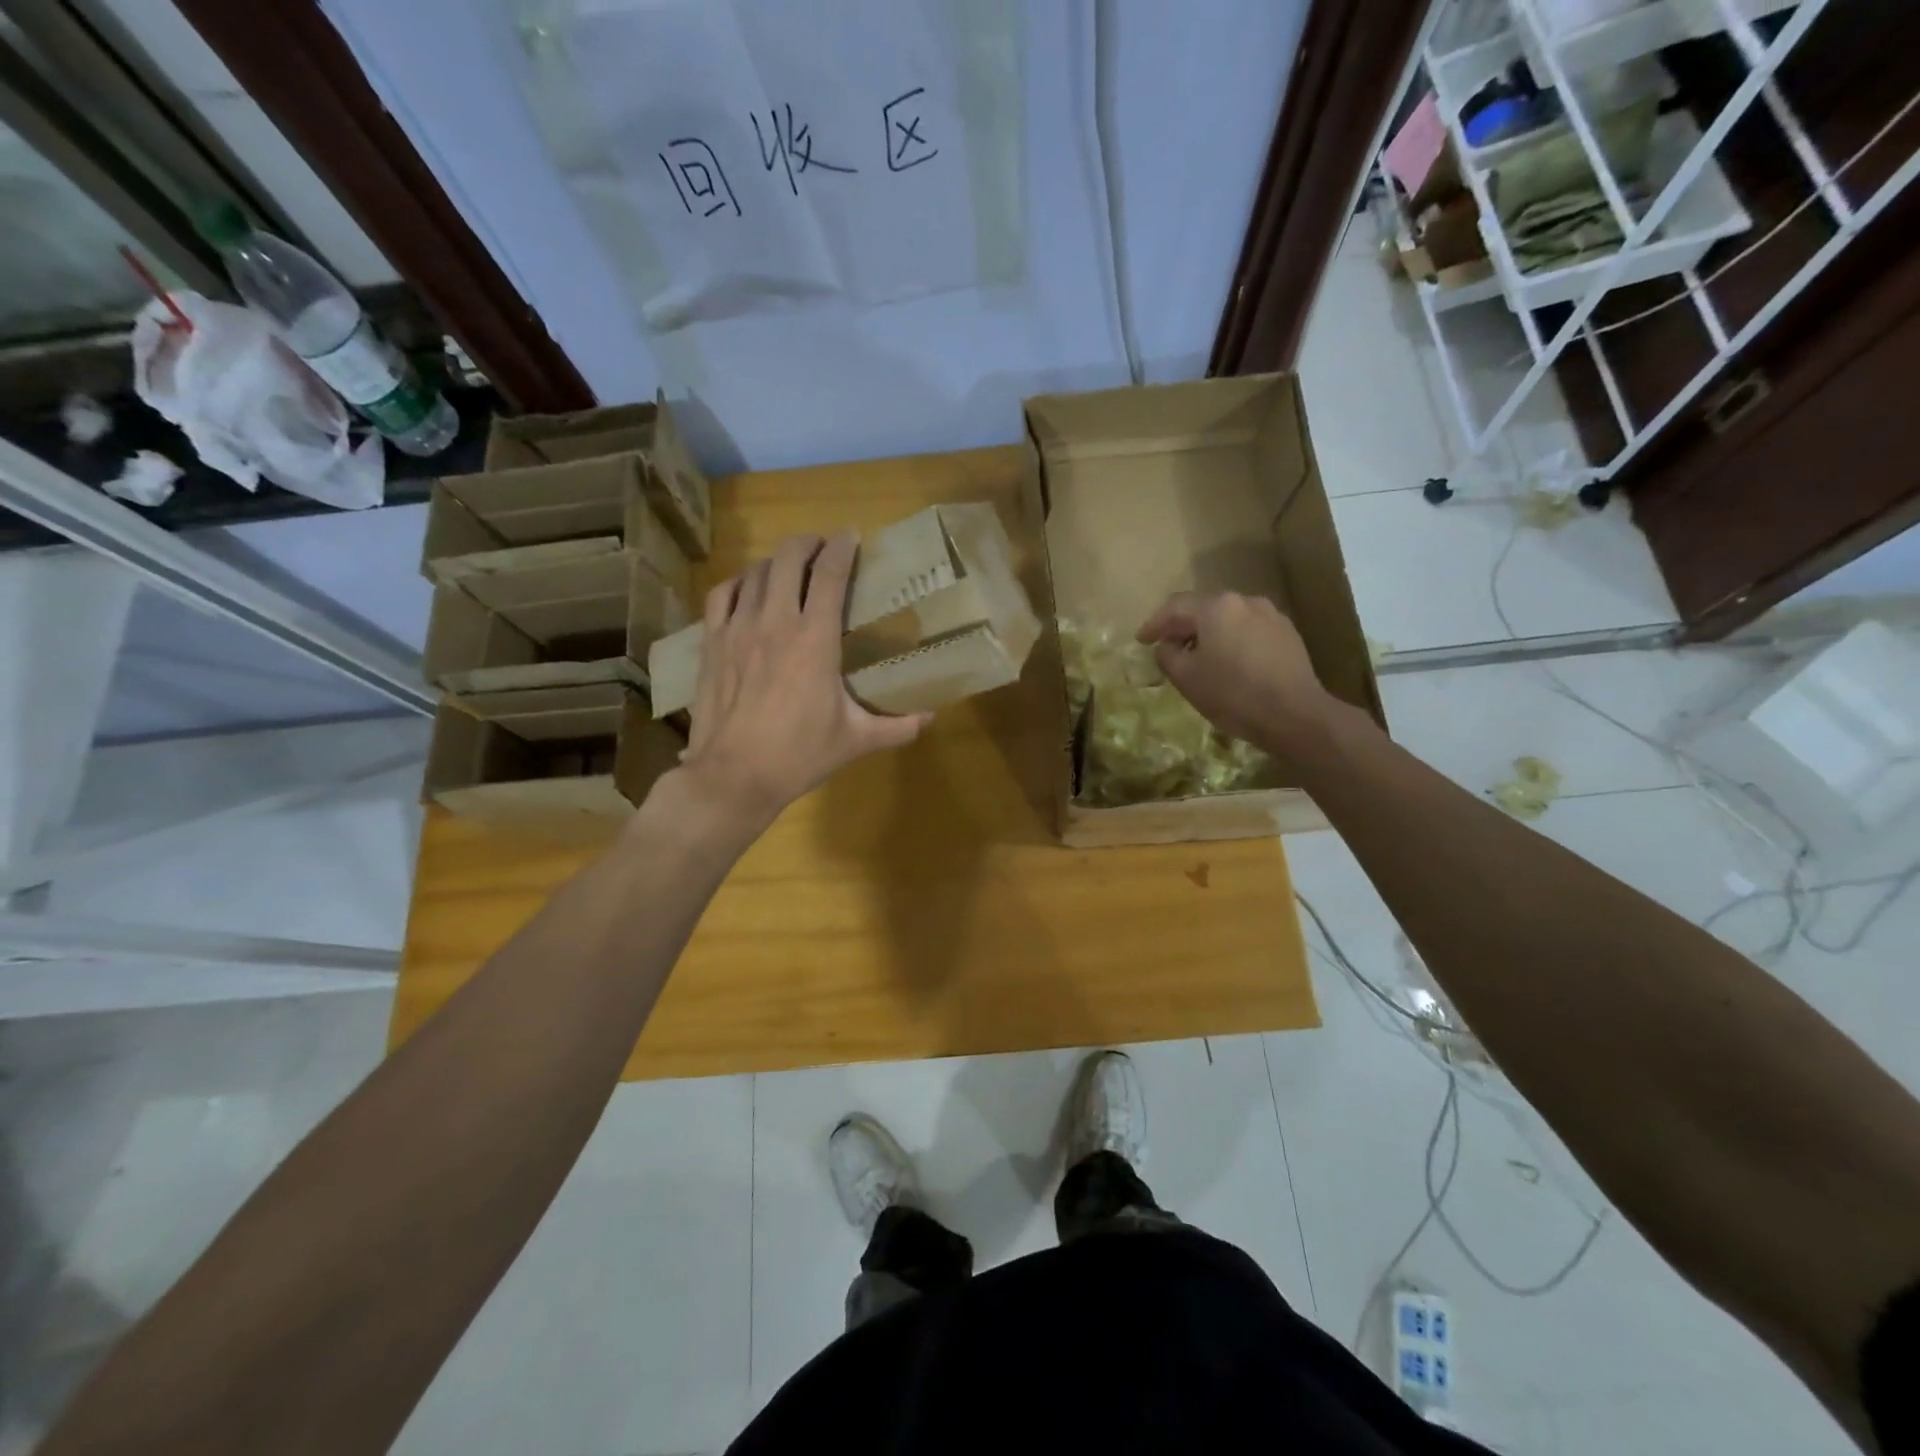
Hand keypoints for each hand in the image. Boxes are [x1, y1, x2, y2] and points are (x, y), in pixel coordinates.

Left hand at [675, 531, 930, 833]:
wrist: (734, 775)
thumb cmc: (799, 755)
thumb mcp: (855, 740)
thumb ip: (897, 727)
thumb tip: (931, 718)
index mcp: (815, 640)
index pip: (830, 574)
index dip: (842, 548)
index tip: (851, 537)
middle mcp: (776, 622)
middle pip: (789, 558)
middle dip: (808, 543)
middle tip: (823, 547)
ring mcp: (738, 629)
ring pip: (757, 572)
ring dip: (778, 561)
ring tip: (791, 565)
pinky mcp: (713, 643)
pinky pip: (722, 595)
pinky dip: (740, 582)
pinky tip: (749, 587)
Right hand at [1137, 591, 1338, 753]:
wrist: (1294, 714)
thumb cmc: (1232, 693)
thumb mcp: (1186, 677)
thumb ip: (1167, 655)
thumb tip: (1166, 646)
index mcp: (1217, 607)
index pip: (1176, 606)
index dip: (1154, 623)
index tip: (1141, 640)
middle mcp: (1245, 601)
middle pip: (1204, 608)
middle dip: (1182, 626)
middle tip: (1167, 646)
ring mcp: (1271, 616)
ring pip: (1229, 619)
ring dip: (1209, 634)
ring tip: (1198, 656)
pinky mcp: (1288, 634)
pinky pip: (1249, 630)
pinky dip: (1232, 641)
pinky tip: (1229, 663)